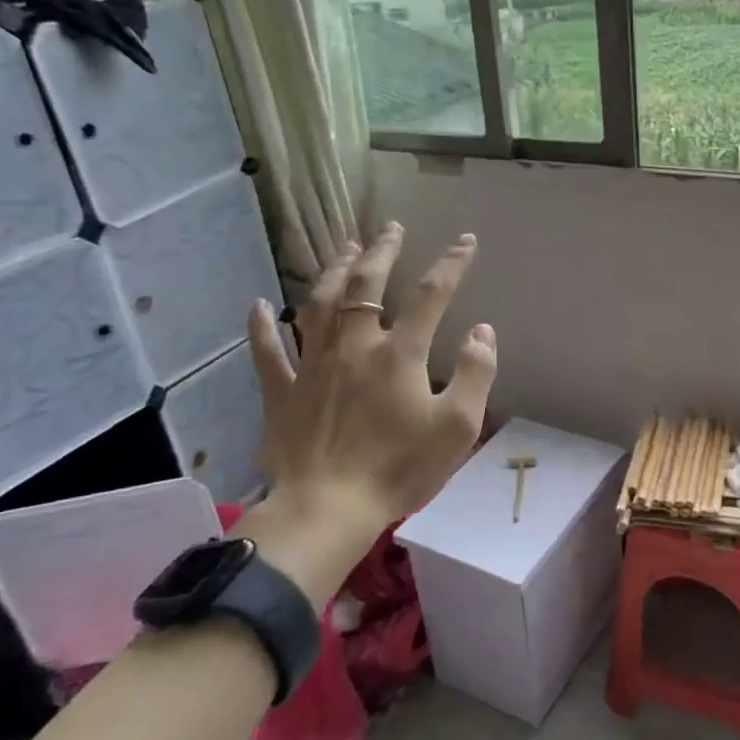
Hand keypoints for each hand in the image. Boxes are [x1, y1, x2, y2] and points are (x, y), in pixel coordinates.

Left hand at [237, 223, 495, 566]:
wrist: (328, 510)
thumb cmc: (399, 469)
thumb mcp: (457, 426)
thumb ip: (476, 373)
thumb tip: (482, 330)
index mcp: (399, 353)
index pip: (431, 295)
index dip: (451, 264)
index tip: (466, 241)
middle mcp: (353, 346)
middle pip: (366, 285)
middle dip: (381, 252)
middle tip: (390, 229)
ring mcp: (312, 366)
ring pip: (319, 305)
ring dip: (333, 271)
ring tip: (344, 248)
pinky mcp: (282, 393)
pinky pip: (267, 353)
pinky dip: (261, 328)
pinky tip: (257, 306)